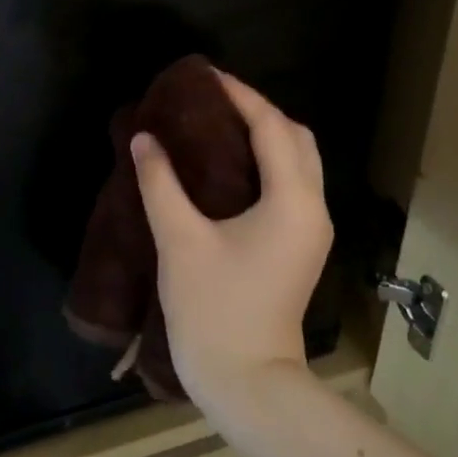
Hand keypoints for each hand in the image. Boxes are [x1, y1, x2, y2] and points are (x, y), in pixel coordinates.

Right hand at [129, 72, 333, 408]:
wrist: (247, 380)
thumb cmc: (213, 309)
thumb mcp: (180, 241)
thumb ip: (160, 183)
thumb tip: (144, 139)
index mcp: (292, 201)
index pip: (272, 128)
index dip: (240, 96)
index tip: (206, 76)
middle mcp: (313, 208)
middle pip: (297, 138)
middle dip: (260, 111)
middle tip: (213, 100)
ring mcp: (312, 230)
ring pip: (300, 162)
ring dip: (267, 135)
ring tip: (219, 124)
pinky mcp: (302, 246)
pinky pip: (293, 185)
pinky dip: (269, 162)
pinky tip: (230, 165)